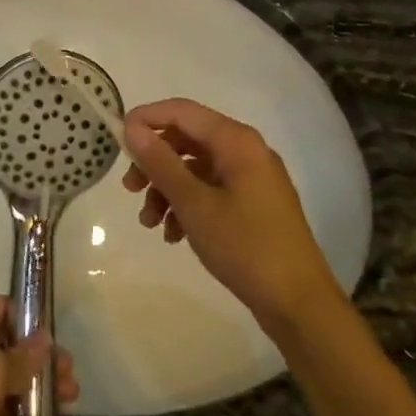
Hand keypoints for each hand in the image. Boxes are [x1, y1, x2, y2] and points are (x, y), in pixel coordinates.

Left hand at [0, 296, 77, 415]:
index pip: (0, 307)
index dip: (30, 322)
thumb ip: (22, 356)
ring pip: (0, 374)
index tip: (58, 341)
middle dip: (37, 357)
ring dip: (32, 384)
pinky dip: (16, 406)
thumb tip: (45, 339)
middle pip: (3, 341)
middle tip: (70, 375)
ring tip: (69, 398)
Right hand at [122, 99, 343, 335]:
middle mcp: (246, 151)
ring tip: (149, 223)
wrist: (299, 304)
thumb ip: (161, 162)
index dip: (146, 119)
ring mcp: (251, 179)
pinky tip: (174, 235)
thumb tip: (132, 128)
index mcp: (236, 141)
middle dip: (154, 162)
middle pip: (186, 139)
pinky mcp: (253, 204)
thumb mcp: (194, 203)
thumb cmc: (245, 246)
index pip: (182, 111)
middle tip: (129, 188)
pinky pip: (210, 191)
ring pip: (195, 169)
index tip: (117, 140)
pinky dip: (187, 206)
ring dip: (167, 189)